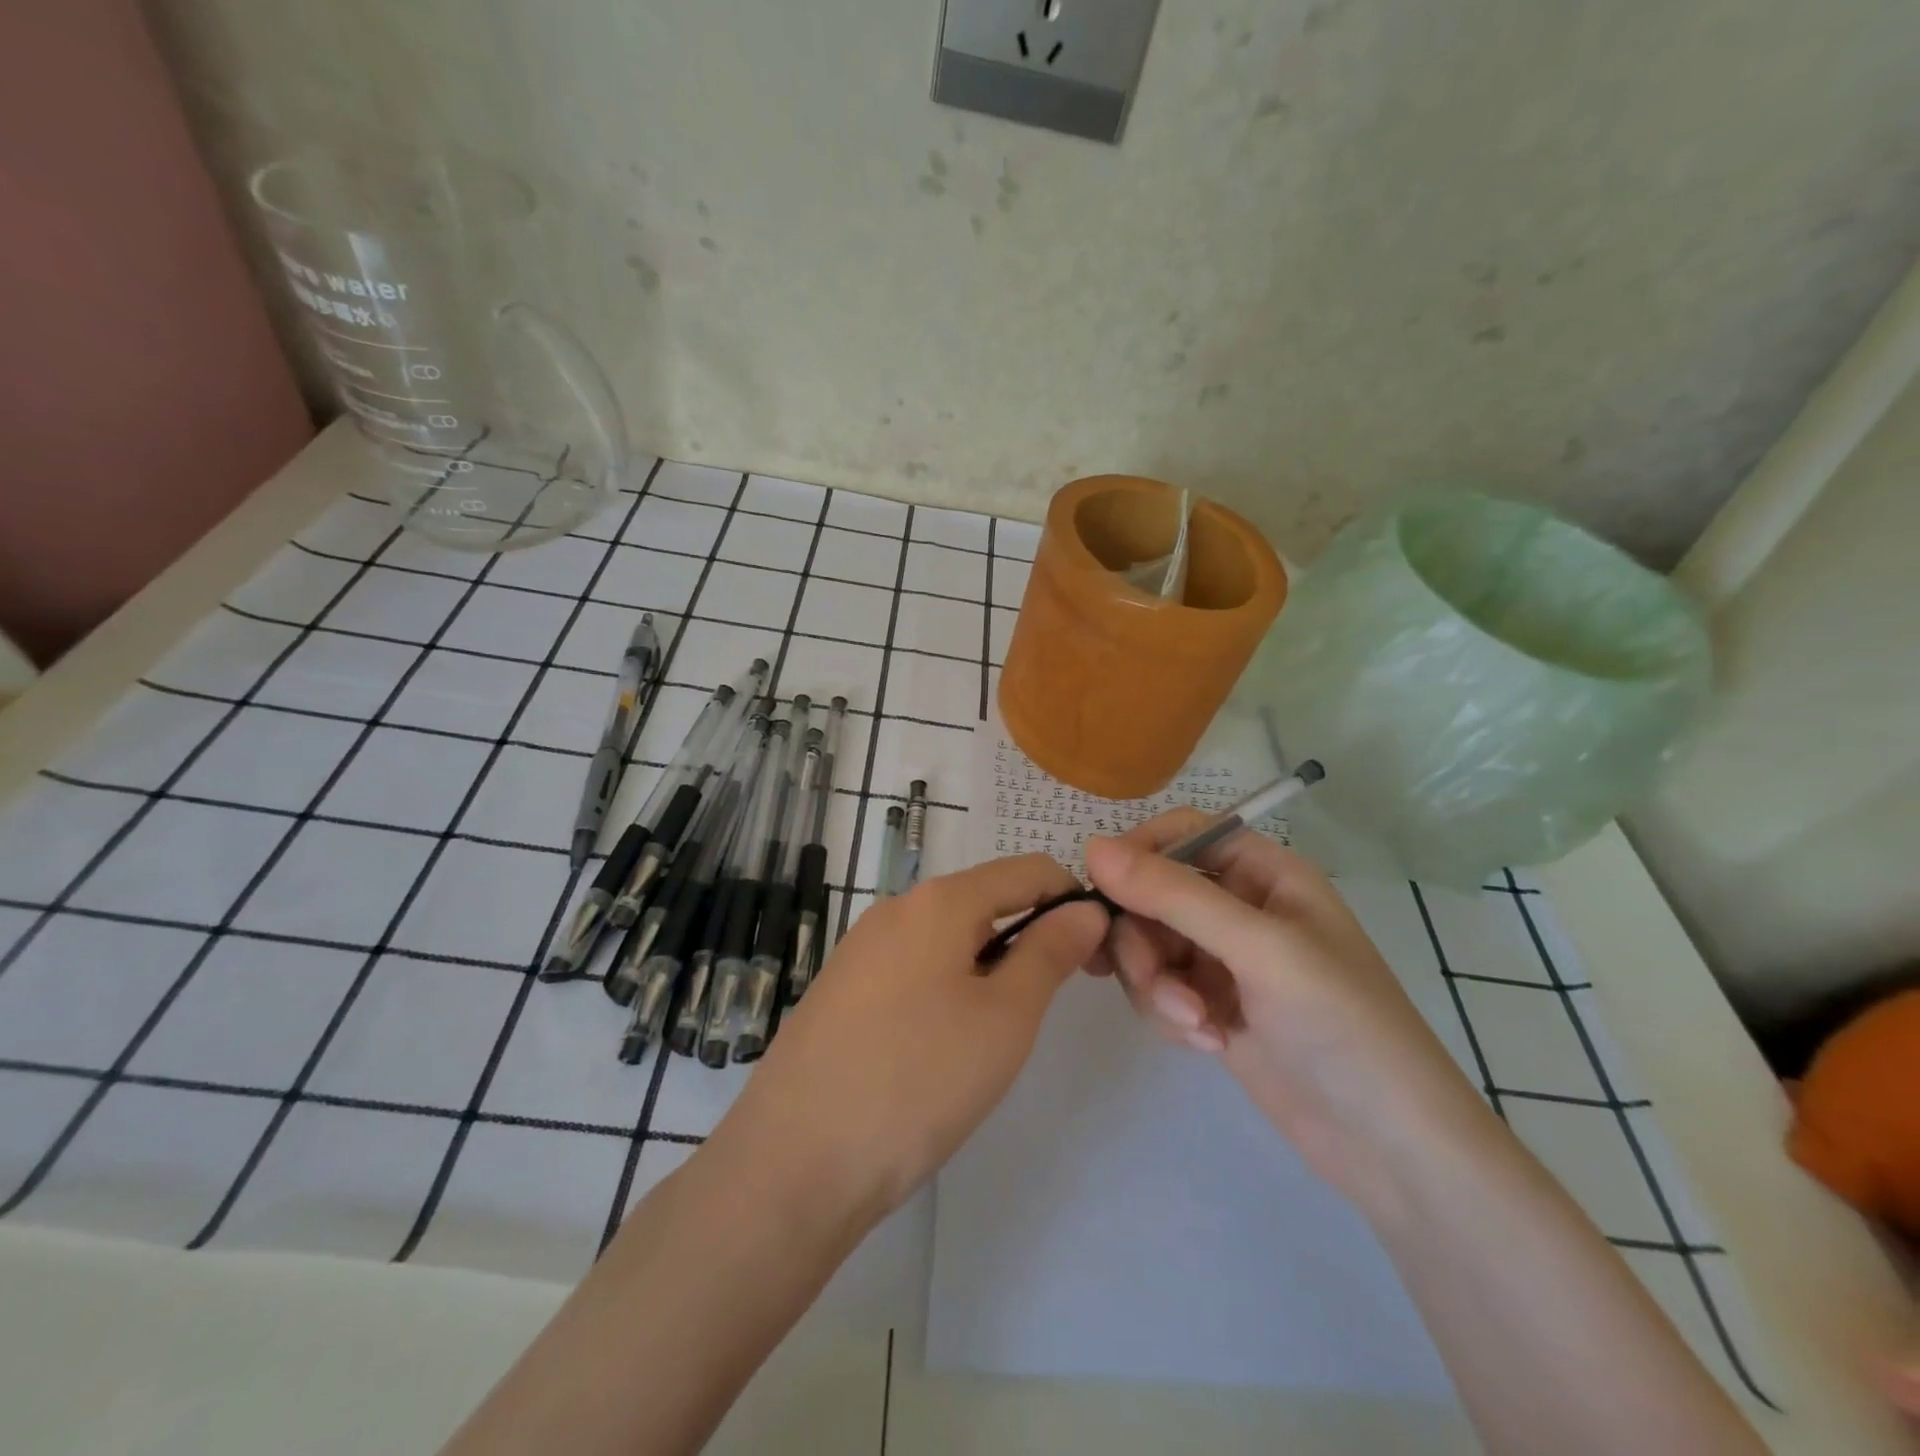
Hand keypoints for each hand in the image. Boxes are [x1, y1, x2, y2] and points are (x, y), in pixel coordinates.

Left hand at [714, 853, 1109, 1225]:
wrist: (794, 1162)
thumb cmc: (917, 1081)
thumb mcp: (1005, 1018)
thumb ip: (1050, 953)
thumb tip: (1085, 909)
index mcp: (939, 900)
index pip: (1028, 870)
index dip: (1073, 901)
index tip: (1098, 955)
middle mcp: (896, 908)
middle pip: (985, 900)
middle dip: (1030, 937)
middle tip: (1051, 1004)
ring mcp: (861, 948)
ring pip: (949, 938)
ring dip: (989, 967)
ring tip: (996, 1035)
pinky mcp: (841, 988)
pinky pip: (913, 968)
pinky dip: (948, 987)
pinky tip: (942, 1047)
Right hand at [1083, 812, 1491, 1209]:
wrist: (1390, 1147)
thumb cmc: (1342, 1026)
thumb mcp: (1259, 949)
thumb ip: (1174, 896)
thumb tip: (1092, 846)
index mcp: (1263, 873)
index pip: (1181, 834)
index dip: (1138, 853)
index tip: (1103, 891)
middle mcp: (1238, 908)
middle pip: (1152, 895)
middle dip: (1145, 941)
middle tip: (1158, 984)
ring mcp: (1221, 960)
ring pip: (1146, 945)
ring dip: (1156, 984)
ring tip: (1195, 1025)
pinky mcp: (1209, 1005)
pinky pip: (1157, 987)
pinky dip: (1168, 1013)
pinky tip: (1207, 1044)